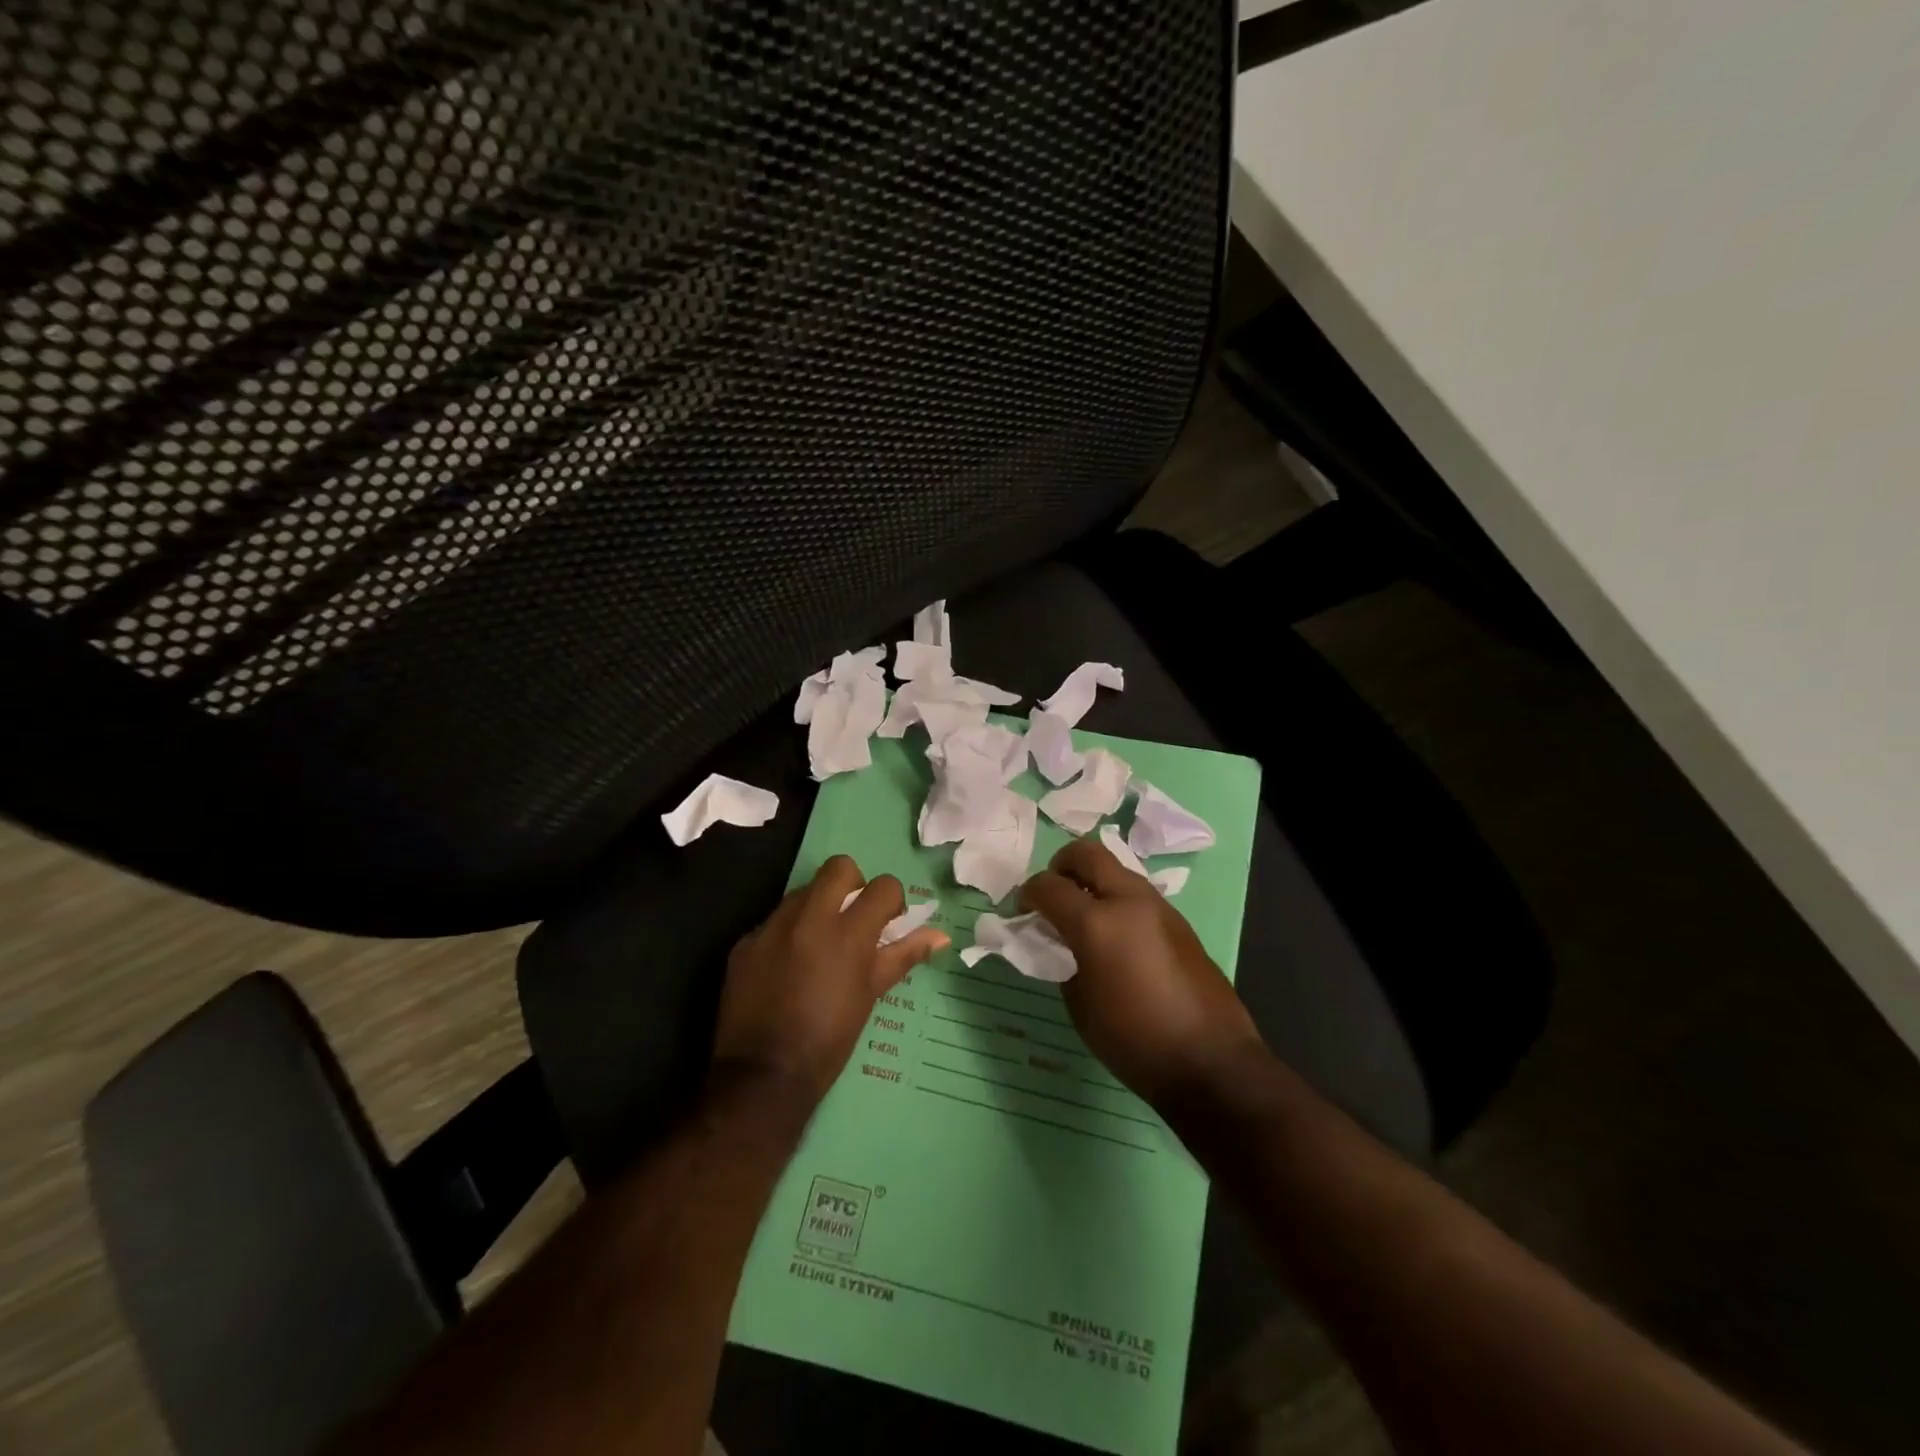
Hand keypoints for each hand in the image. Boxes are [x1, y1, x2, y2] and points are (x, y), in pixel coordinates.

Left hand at [714, 855, 948, 1101]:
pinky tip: (787, 968)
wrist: (762, 1077)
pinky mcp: (745, 943)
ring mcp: (772, 928)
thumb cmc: (830, 1040)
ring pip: (803, 891)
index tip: (888, 923)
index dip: (892, 900)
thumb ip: (902, 956)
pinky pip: (773, 922)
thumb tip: (940, 936)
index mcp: (848, 933)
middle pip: (839, 867)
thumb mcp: (871, 995)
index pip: (883, 886)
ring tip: (819, 945)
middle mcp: (809, 918)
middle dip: (853, 884)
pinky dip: (787, 934)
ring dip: (818, 907)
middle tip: (854, 919)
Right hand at [1022, 838, 1262, 1107]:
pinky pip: (1136, 893)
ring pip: (1116, 868)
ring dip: (1092, 880)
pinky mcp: (1178, 920)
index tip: (1022, 911)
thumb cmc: (1134, 1041)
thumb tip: (1060, 941)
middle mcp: (1128, 901)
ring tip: (1082, 915)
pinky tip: (1114, 934)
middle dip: (1061, 865)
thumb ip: (1063, 960)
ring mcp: (1158, 906)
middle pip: (1086, 853)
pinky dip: (1116, 898)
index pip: (1049, 886)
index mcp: (1097, 923)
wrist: (1210, 1061)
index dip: (1028, 894)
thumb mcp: (1080, 1005)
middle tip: (1052, 893)